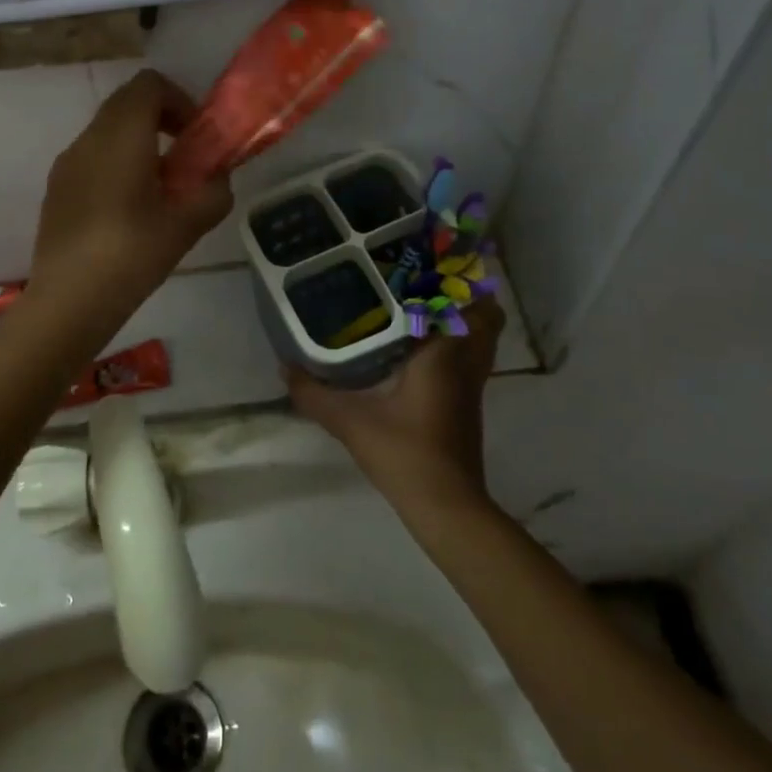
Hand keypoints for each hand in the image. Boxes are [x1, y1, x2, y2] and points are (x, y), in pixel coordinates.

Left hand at [30, 70, 232, 323]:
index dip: (178, 99)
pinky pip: (91, 155)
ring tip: (157, 187)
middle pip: (126, 102)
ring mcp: (67, 162)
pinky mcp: (56, 187)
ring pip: (106, 129)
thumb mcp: (186, 226)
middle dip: (160, 118)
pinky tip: (126, 209)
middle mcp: (89, 139)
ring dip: (137, 141)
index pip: (148, 85)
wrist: (68, 301)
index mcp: (121, 137)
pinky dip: (115, 161)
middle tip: (183, 157)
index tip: (195, 135)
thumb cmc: (131, 256)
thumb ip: (213, 193)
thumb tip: (217, 180)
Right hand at [286, 300, 504, 517]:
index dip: (453, 280)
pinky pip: (469, 360)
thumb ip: (315, 394)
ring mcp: (471, 386)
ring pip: (480, 340)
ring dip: (459, 323)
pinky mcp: (467, 405)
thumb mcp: (351, 422)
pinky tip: (416, 353)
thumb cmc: (405, 453)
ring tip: (420, 311)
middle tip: (422, 286)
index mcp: (443, 355)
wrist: (446, 506)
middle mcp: (465, 364)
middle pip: (487, 317)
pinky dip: (453, 348)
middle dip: (463, 297)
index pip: (465, 303)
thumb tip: (284, 367)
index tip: (422, 264)